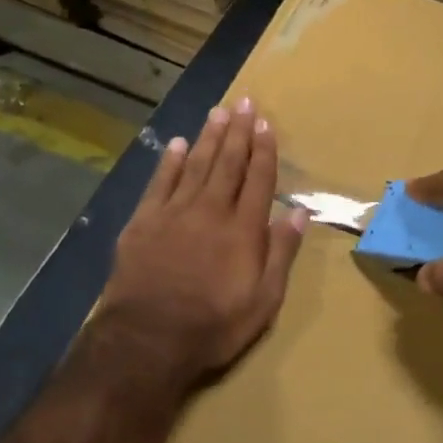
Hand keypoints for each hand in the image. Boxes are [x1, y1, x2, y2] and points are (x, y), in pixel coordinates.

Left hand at [98, 96, 306, 392]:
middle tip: (245, 102)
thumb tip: (299, 213)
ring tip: (219, 112)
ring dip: (209, 137)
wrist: (147, 340)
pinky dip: (170, 161)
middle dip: (239, 131)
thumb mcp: (264, 300)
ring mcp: (174, 213)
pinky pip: (160, 182)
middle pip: (228, 163)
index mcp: (243, 229)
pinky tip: (178, 144)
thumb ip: (281, 253)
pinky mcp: (143, 222)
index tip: (267, 124)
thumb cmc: (214, 325)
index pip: (259, 179)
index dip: (264, 150)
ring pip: (196, 165)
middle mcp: (211, 210)